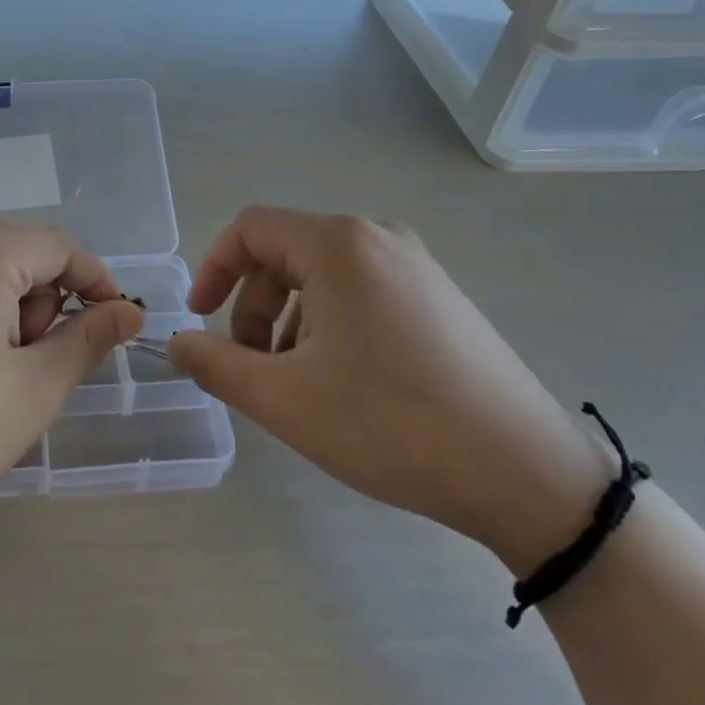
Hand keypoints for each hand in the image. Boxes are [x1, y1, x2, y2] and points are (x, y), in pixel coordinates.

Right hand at [169, 208, 611, 571]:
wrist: (526, 475)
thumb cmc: (391, 424)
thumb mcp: (284, 399)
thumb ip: (215, 364)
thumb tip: (177, 343)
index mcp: (338, 245)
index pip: (250, 229)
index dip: (213, 269)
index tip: (200, 320)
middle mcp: (378, 239)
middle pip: (285, 254)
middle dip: (254, 307)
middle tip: (253, 368)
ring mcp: (416, 267)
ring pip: (323, 277)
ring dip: (290, 322)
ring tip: (298, 385)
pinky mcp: (440, 298)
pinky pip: (362, 293)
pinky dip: (330, 326)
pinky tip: (345, 384)